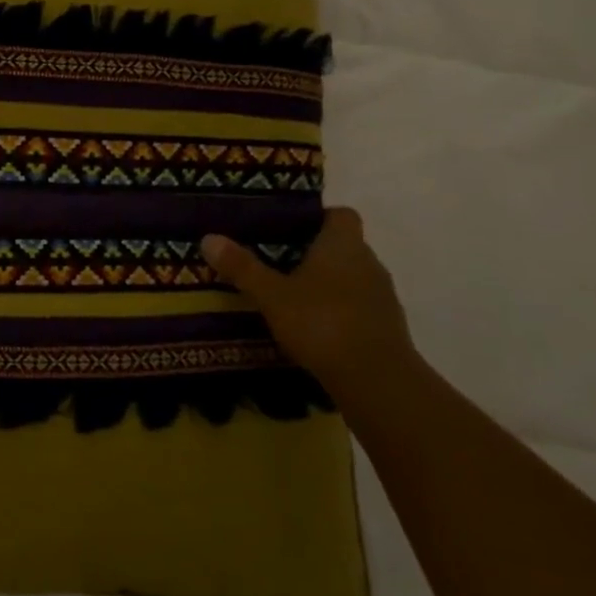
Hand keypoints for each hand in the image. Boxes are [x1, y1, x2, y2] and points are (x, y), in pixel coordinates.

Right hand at [201, 209, 413, 394]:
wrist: (377, 381)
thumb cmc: (322, 323)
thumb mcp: (271, 295)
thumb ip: (242, 267)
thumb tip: (208, 237)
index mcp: (343, 244)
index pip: (340, 214)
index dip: (317, 217)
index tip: (289, 228)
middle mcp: (369, 262)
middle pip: (343, 246)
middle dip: (314, 253)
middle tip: (277, 263)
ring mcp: (382, 296)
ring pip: (351, 278)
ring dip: (328, 284)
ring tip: (292, 297)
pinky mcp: (387, 327)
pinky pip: (359, 307)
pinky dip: (339, 311)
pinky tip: (314, 328)